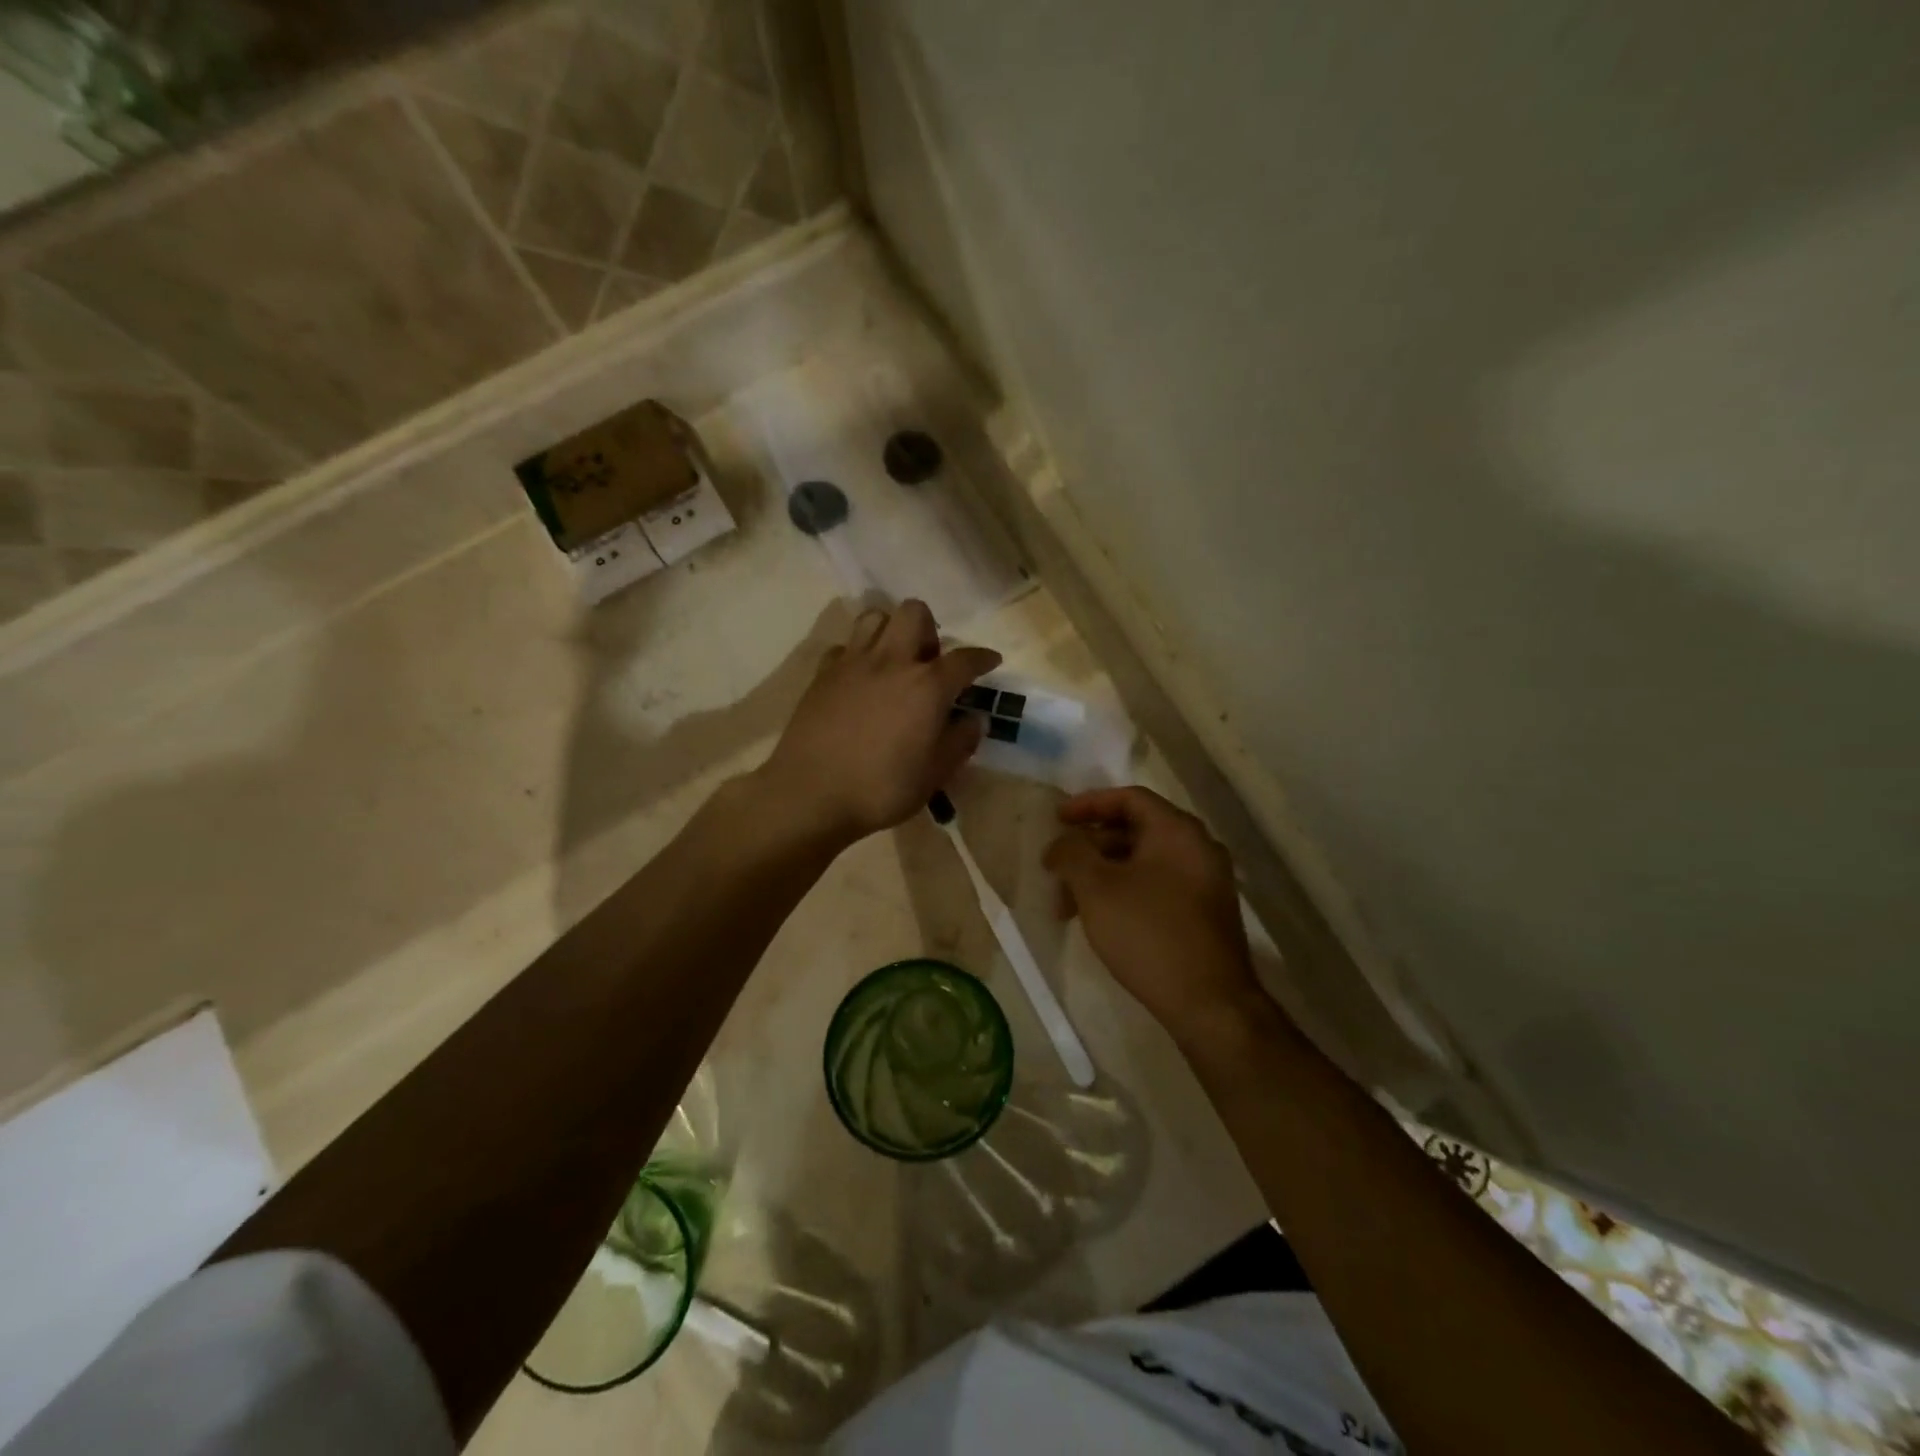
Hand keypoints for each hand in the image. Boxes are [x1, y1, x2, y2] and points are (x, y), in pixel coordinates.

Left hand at [761, 600, 1001, 844]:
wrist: (811, 794)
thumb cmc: (881, 788)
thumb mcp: (934, 774)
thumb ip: (960, 742)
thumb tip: (974, 719)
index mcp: (927, 686)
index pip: (965, 659)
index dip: (983, 658)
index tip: (991, 661)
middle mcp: (892, 662)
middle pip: (915, 613)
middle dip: (929, 630)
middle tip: (929, 662)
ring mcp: (853, 663)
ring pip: (874, 617)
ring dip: (890, 631)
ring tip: (894, 662)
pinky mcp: (823, 674)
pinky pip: (844, 647)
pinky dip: (856, 655)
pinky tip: (859, 680)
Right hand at [1044, 786, 1268, 1044]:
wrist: (1209, 1004)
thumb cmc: (1148, 934)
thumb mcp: (1096, 888)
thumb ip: (1072, 853)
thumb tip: (1063, 842)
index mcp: (1177, 831)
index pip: (1129, 798)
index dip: (1088, 804)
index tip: (1057, 820)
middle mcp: (1198, 848)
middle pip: (1134, 831)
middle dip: (1089, 848)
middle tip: (1056, 870)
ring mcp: (1205, 882)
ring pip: (1142, 863)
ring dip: (1101, 876)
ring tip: (1067, 908)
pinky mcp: (1204, 913)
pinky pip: (1157, 886)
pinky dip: (1124, 892)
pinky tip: (1100, 920)